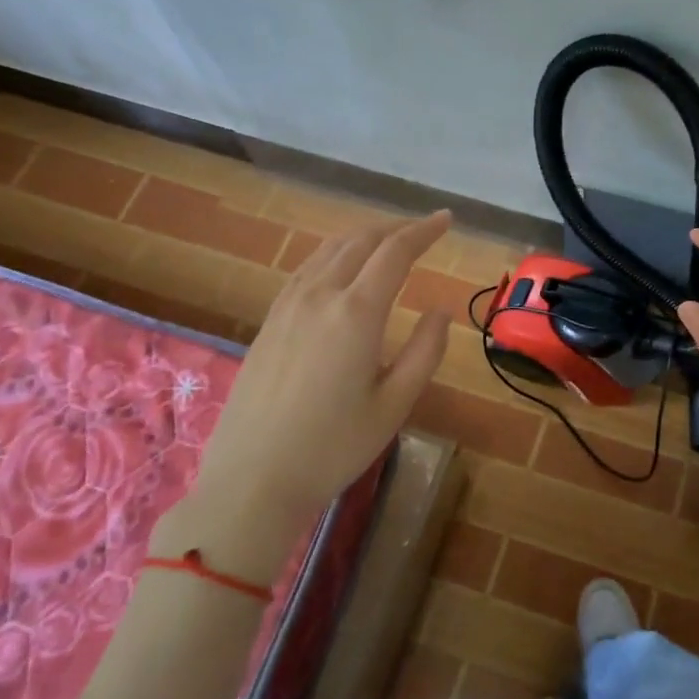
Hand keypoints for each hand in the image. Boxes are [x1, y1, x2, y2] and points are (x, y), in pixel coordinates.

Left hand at [153, 211, 452, 572]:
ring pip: (329, 250)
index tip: (446, 219)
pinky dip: (335, 254)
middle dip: (396, 228)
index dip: (424, 231)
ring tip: (388, 239)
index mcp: (356, 313)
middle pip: (360, 241)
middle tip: (423, 228)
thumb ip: (425, 351)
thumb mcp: (394, 404)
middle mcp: (320, 295)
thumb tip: (441, 311)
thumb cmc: (333, 447)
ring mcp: (287, 305)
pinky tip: (341, 267)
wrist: (252, 479)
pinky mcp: (269, 321)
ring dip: (364, 236)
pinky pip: (307, 268)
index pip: (395, 252)